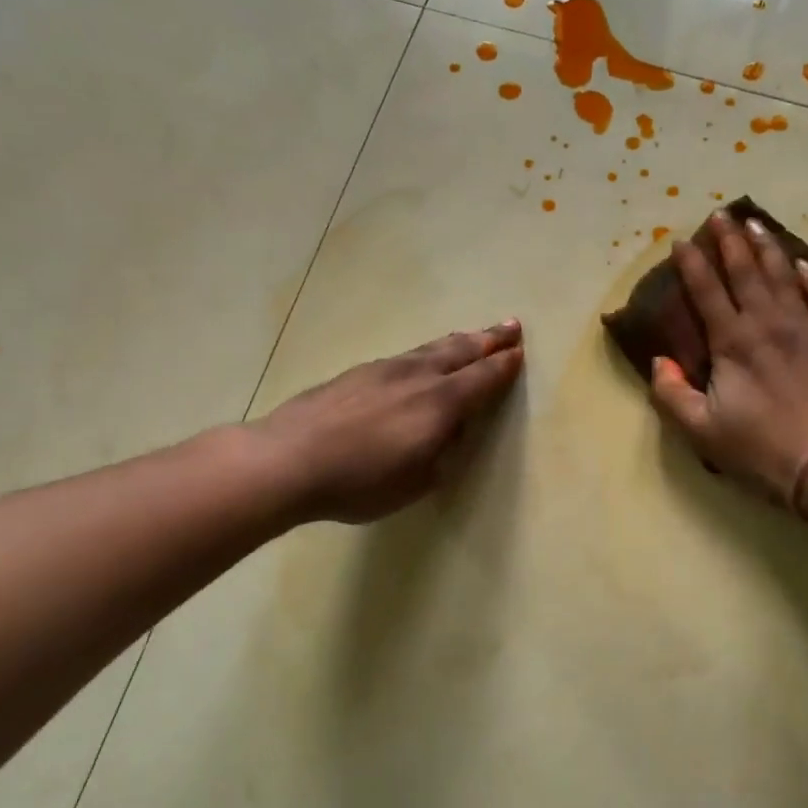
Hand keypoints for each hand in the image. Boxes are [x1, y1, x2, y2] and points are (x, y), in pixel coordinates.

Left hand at [253, 322, 524, 522]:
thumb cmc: (360, 481)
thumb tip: (448, 431)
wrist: (288, 459)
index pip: (482, 379)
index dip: (503, 366)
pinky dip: (426, 352)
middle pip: (460, 351)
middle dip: (488, 339)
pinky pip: (405, 356)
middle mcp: (417, 377)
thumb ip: (440, 454)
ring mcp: (384, 370)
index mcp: (439, 404)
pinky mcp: (357, 373)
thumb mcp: (416, 482)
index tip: (519, 352)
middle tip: (510, 326)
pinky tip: (421, 358)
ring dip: (458, 341)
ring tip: (472, 335)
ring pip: (430, 349)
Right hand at [649, 214, 807, 510]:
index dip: (691, 264)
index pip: (707, 291)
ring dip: (768, 247)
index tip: (680, 240)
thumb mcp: (700, 431)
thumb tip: (660, 362)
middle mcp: (769, 323)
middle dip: (729, 241)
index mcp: (733, 342)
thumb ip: (671, 394)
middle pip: (746, 271)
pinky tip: (807, 266)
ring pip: (785, 275)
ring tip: (755, 225)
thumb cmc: (760, 449)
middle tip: (720, 214)